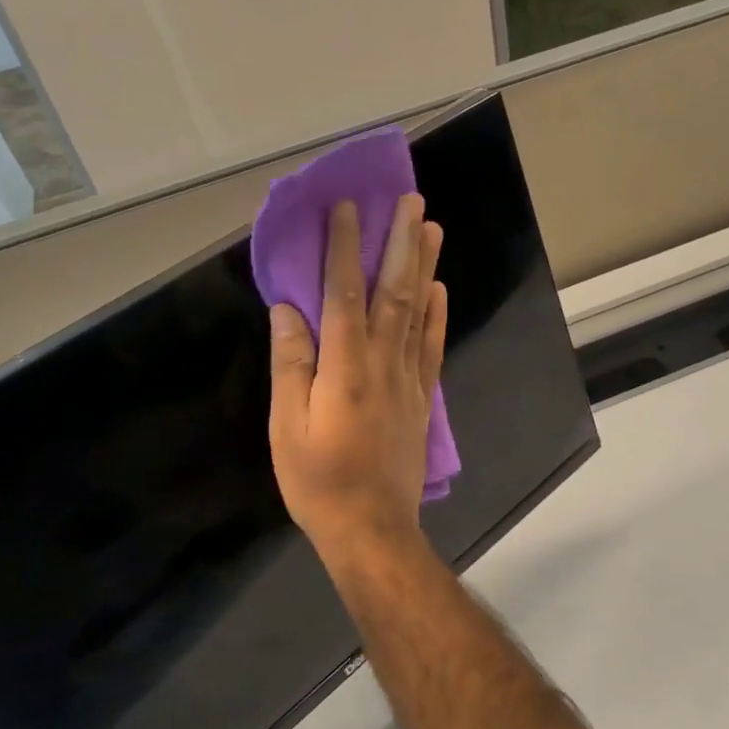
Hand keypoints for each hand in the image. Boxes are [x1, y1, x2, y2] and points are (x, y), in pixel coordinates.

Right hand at [269, 193, 446, 569]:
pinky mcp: (422, 397)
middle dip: (401, 242)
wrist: (372, 528)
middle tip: (411, 200)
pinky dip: (438, 314)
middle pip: (395, 291)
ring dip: (425, 266)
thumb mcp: (287, 427)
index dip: (346, 247)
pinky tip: (441, 289)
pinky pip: (433, 346)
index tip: (348, 207)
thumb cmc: (318, 481)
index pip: (344, 293)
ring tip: (431, 227)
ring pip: (419, 312)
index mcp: (345, 367)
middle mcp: (383, 362)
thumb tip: (288, 309)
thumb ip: (291, 365)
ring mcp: (409, 379)